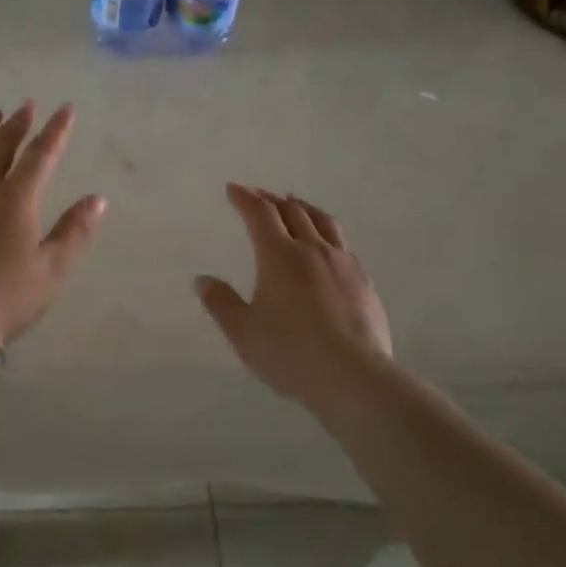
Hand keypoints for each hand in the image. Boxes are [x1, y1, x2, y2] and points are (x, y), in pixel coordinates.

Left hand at [0, 102, 105, 345]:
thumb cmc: (5, 297)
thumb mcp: (52, 270)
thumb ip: (74, 231)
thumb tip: (96, 199)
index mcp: (16, 199)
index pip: (41, 154)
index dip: (55, 130)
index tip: (64, 108)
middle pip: (0, 145)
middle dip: (17, 123)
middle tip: (26, 106)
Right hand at [195, 185, 392, 408]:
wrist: (354, 377)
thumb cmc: (291, 353)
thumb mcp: (243, 332)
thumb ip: (221, 303)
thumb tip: (202, 280)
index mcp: (279, 256)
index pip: (260, 214)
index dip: (245, 198)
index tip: (233, 189)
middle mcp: (312, 249)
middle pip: (292, 211)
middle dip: (271, 199)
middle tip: (259, 196)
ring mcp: (342, 263)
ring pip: (323, 221)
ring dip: (303, 207)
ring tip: (294, 204)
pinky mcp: (363, 280)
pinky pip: (342, 243)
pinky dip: (325, 231)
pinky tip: (326, 244)